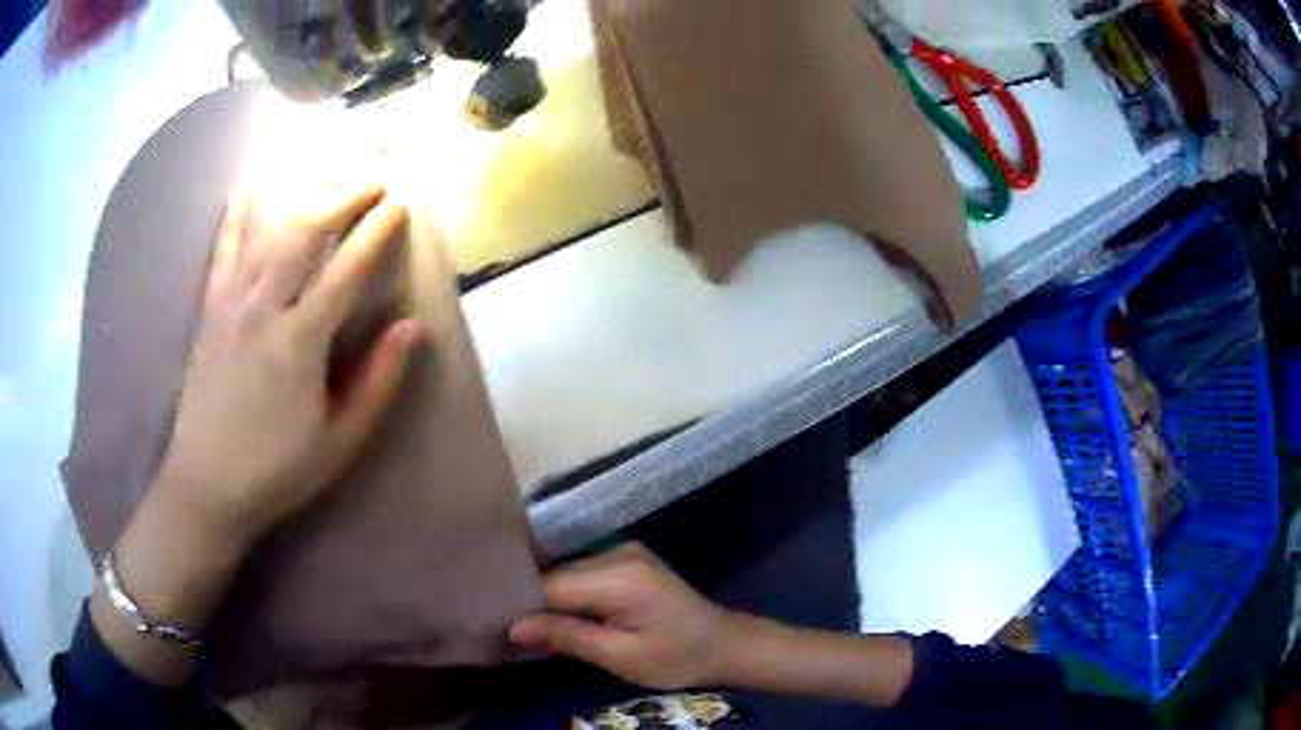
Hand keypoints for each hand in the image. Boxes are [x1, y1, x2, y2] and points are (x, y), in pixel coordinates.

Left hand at [157, 184, 422, 547]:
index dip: (376, 231)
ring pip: (267, 233)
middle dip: (342, 198)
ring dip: (301, 198)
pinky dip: (235, 218)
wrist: (206, 485)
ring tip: (325, 177)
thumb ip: (378, 382)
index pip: (346, 269)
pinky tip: (244, 193)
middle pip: (305, 234)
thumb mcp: (340, 441)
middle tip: (371, 178)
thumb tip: (413, 326)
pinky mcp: (208, 313)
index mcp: (300, 342)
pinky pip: (222, 252)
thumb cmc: (278, 470)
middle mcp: (263, 309)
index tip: (399, 203)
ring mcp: (230, 306)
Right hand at [509, 543, 732, 690]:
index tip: (495, 625)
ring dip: (546, 594)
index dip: (522, 605)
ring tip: (524, 620)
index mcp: (619, 577)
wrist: (725, 644)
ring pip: (565, 569)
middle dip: (530, 599)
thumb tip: (512, 627)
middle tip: (505, 626)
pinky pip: (581, 569)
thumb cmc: (677, 659)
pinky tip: (554, 609)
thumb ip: (568, 638)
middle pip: (555, 572)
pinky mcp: (627, 557)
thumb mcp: (622, 658)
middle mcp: (618, 552)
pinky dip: (565, 589)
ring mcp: (624, 550)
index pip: (550, 585)